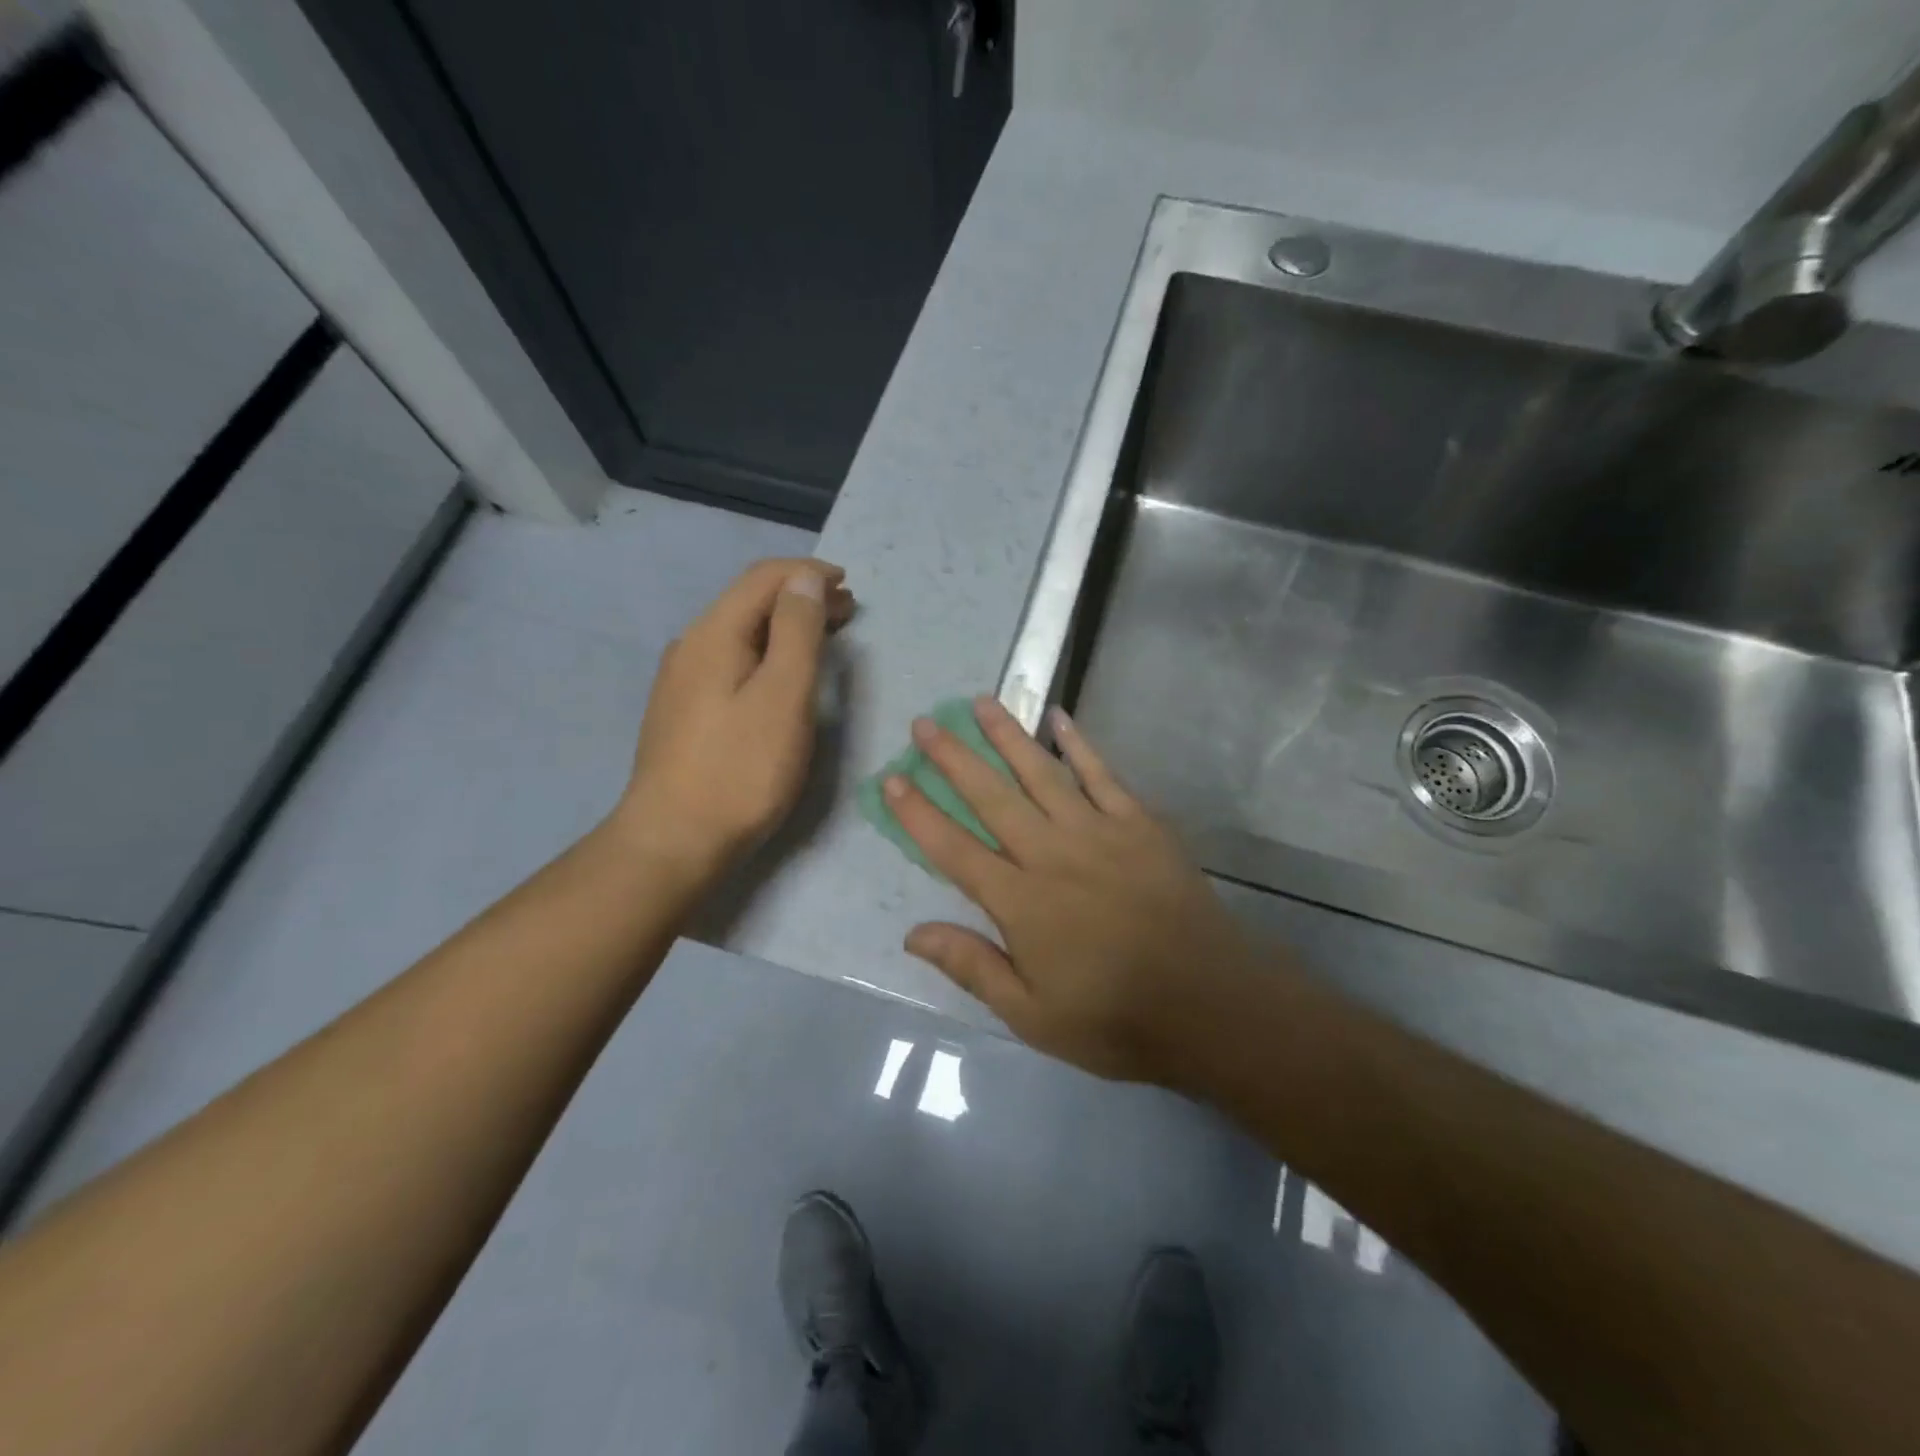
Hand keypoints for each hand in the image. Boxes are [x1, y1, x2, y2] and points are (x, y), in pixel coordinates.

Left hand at [610, 558, 853, 884]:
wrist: (674, 840)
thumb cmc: (741, 769)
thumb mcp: (783, 695)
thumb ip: (797, 632)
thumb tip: (806, 580)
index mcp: (713, 634)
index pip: (763, 578)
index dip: (809, 572)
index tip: (851, 585)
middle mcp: (692, 646)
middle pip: (750, 602)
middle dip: (802, 597)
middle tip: (849, 611)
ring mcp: (683, 680)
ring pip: (742, 633)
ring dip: (786, 626)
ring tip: (826, 637)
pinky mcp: (685, 710)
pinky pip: (733, 660)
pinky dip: (768, 653)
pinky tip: (783, 675)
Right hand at [885, 696, 1273, 1083]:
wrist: (1211, 1004)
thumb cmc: (1115, 1018)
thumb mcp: (1032, 1015)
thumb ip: (972, 966)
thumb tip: (912, 932)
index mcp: (1021, 901)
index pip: (955, 848)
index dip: (918, 813)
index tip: (892, 778)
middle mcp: (1052, 854)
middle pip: (992, 797)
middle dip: (953, 758)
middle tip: (924, 723)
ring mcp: (1099, 832)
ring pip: (1042, 773)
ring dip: (1007, 736)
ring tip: (980, 702)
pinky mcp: (1140, 824)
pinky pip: (1102, 775)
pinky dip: (1079, 744)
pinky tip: (1059, 717)